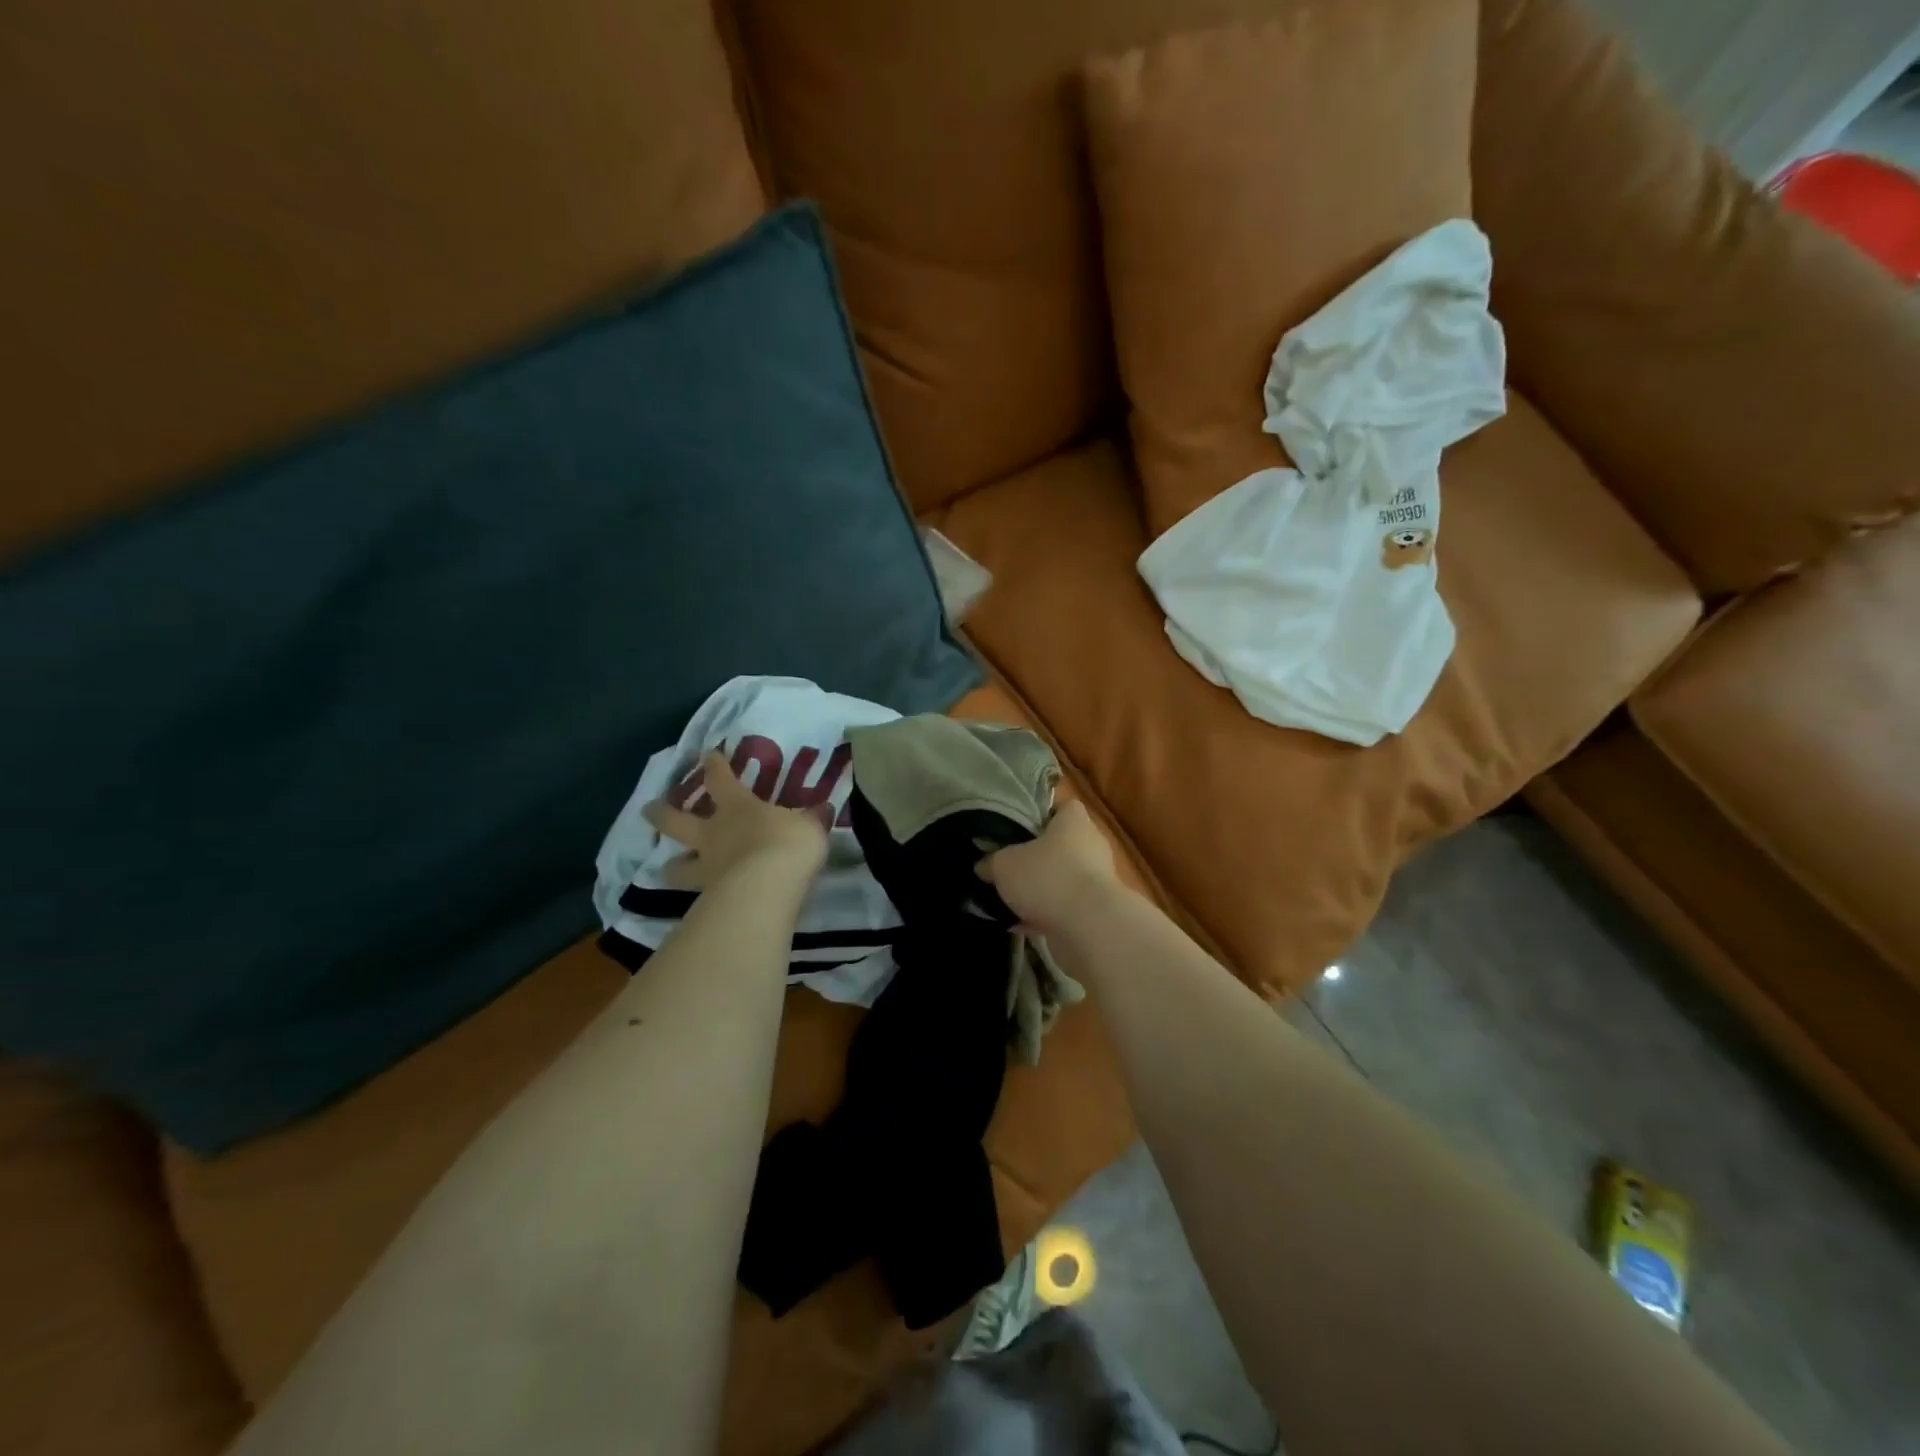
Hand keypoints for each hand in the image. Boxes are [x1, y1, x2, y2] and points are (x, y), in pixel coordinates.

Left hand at [643, 752, 827, 891]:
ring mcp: (707, 867)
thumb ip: (812, 819)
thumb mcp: (809, 826)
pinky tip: (702, 899)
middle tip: (649, 808)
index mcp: (738, 807)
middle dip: (661, 812)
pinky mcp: (708, 898)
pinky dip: (697, 895)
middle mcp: (714, 834)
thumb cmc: (788, 844)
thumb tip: (823, 809)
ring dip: (672, 864)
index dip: (714, 765)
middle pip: (676, 820)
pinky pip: (697, 893)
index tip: (708, 754)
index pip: (721, 779)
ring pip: (677, 865)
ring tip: (669, 866)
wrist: (769, 886)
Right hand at [976, 801, 1121, 935]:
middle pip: (1062, 845)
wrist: (1089, 927)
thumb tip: (983, 866)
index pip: (1063, 807)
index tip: (1019, 828)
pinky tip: (1018, 925)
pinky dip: (1044, 915)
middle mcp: (1091, 846)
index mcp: (1075, 822)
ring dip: (1040, 890)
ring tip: (1009, 899)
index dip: (1042, 815)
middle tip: (1009, 866)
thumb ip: (991, 862)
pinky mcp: (1096, 911)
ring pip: (1062, 879)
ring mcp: (1097, 880)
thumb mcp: (1004, 865)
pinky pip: (1064, 908)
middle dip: (1037, 857)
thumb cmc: (1047, 878)